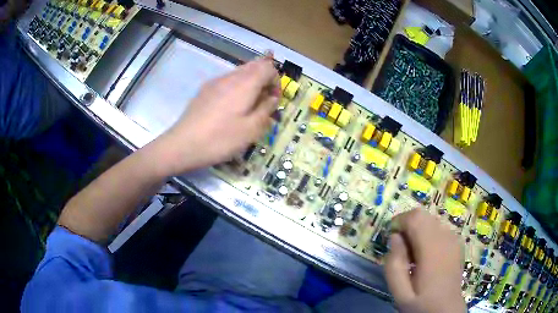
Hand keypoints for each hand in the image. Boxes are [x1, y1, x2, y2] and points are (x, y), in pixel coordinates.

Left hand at [153, 53, 279, 175]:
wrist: (183, 145)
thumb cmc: (221, 139)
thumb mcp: (251, 130)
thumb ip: (266, 110)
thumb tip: (272, 98)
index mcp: (245, 83)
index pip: (268, 68)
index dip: (277, 81)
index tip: (274, 100)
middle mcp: (230, 77)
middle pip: (254, 65)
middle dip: (264, 79)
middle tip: (265, 100)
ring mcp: (215, 82)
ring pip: (240, 72)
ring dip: (251, 82)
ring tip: (250, 104)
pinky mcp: (205, 90)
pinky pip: (227, 80)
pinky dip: (237, 87)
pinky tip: (231, 106)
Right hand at [385, 209, 464, 312]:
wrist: (446, 310)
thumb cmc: (421, 304)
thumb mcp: (400, 292)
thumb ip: (394, 264)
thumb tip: (395, 237)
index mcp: (432, 249)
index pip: (415, 218)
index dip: (399, 221)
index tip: (390, 238)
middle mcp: (446, 238)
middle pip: (423, 215)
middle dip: (407, 225)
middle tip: (399, 248)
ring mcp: (454, 239)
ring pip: (431, 220)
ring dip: (417, 229)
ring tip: (412, 254)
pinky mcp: (457, 243)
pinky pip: (439, 228)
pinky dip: (428, 234)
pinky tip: (425, 255)